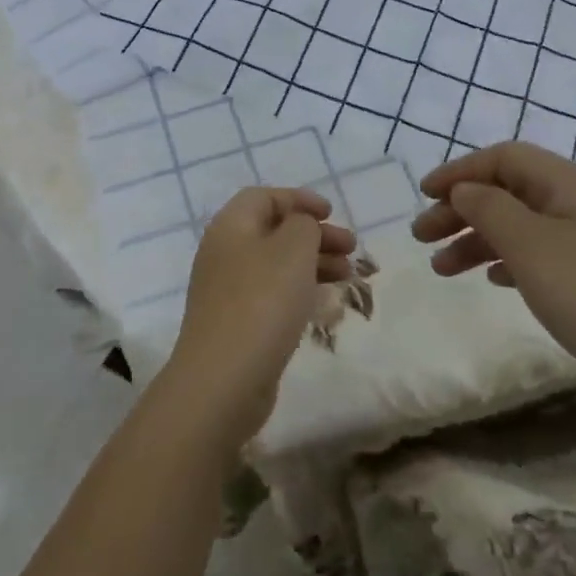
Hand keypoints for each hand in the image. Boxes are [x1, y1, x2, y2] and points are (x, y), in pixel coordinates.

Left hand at [160, 187, 357, 450]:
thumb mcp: (293, 249)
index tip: (332, 213)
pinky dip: (299, 289)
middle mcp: (224, 252)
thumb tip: (300, 225)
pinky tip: (323, 303)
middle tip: (351, 248)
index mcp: (231, 225)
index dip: (299, 199)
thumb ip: (303, 225)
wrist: (223, 379)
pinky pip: (271, 293)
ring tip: (347, 275)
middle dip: (314, 234)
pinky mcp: (235, 322)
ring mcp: (227, 290)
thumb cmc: (262, 302)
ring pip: (275, 263)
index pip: (265, 197)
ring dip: (312, 262)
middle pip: (273, 230)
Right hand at [411, 142, 575, 432]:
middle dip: (461, 209)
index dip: (460, 171)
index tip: (424, 194)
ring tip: (441, 268)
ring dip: (476, 239)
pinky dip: (506, 261)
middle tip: (421, 236)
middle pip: (509, 192)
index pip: (505, 158)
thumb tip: (465, 190)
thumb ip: (489, 208)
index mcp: (571, 185)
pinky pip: (538, 257)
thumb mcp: (530, 244)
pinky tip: (490, 279)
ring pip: (520, 227)